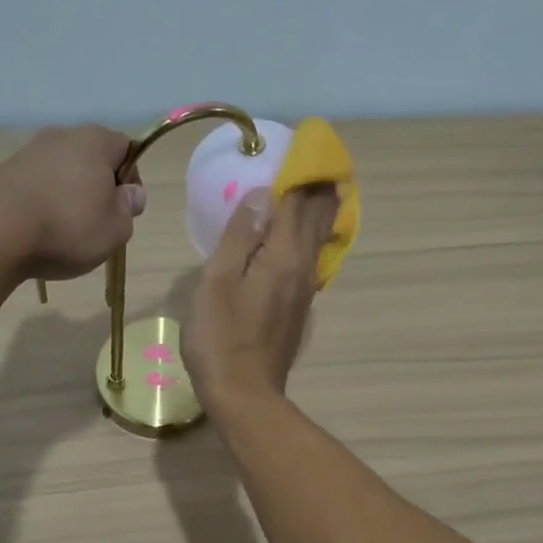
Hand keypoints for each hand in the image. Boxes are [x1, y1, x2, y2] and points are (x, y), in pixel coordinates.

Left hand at [0, 125, 146, 281]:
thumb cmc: (68, 228)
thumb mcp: (116, 228)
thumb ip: (129, 207)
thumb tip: (131, 193)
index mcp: (95, 141)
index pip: (126, 148)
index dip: (131, 178)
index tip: (125, 208)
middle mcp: (61, 136)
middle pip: (92, 158)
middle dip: (98, 186)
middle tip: (98, 222)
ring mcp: (29, 151)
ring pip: (62, 171)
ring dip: (69, 194)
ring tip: (65, 230)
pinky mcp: (4, 171)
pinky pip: (36, 184)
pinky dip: (43, 201)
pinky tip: (39, 228)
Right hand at [184, 184, 339, 412]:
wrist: (244, 395)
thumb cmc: (221, 337)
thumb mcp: (218, 281)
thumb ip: (241, 236)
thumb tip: (264, 194)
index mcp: (282, 256)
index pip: (297, 202)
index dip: (300, 173)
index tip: (304, 147)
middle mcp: (302, 268)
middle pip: (317, 219)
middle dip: (320, 189)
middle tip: (323, 162)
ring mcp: (304, 291)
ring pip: (320, 241)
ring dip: (322, 213)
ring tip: (324, 190)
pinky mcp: (298, 308)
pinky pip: (313, 260)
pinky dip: (314, 238)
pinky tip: (307, 239)